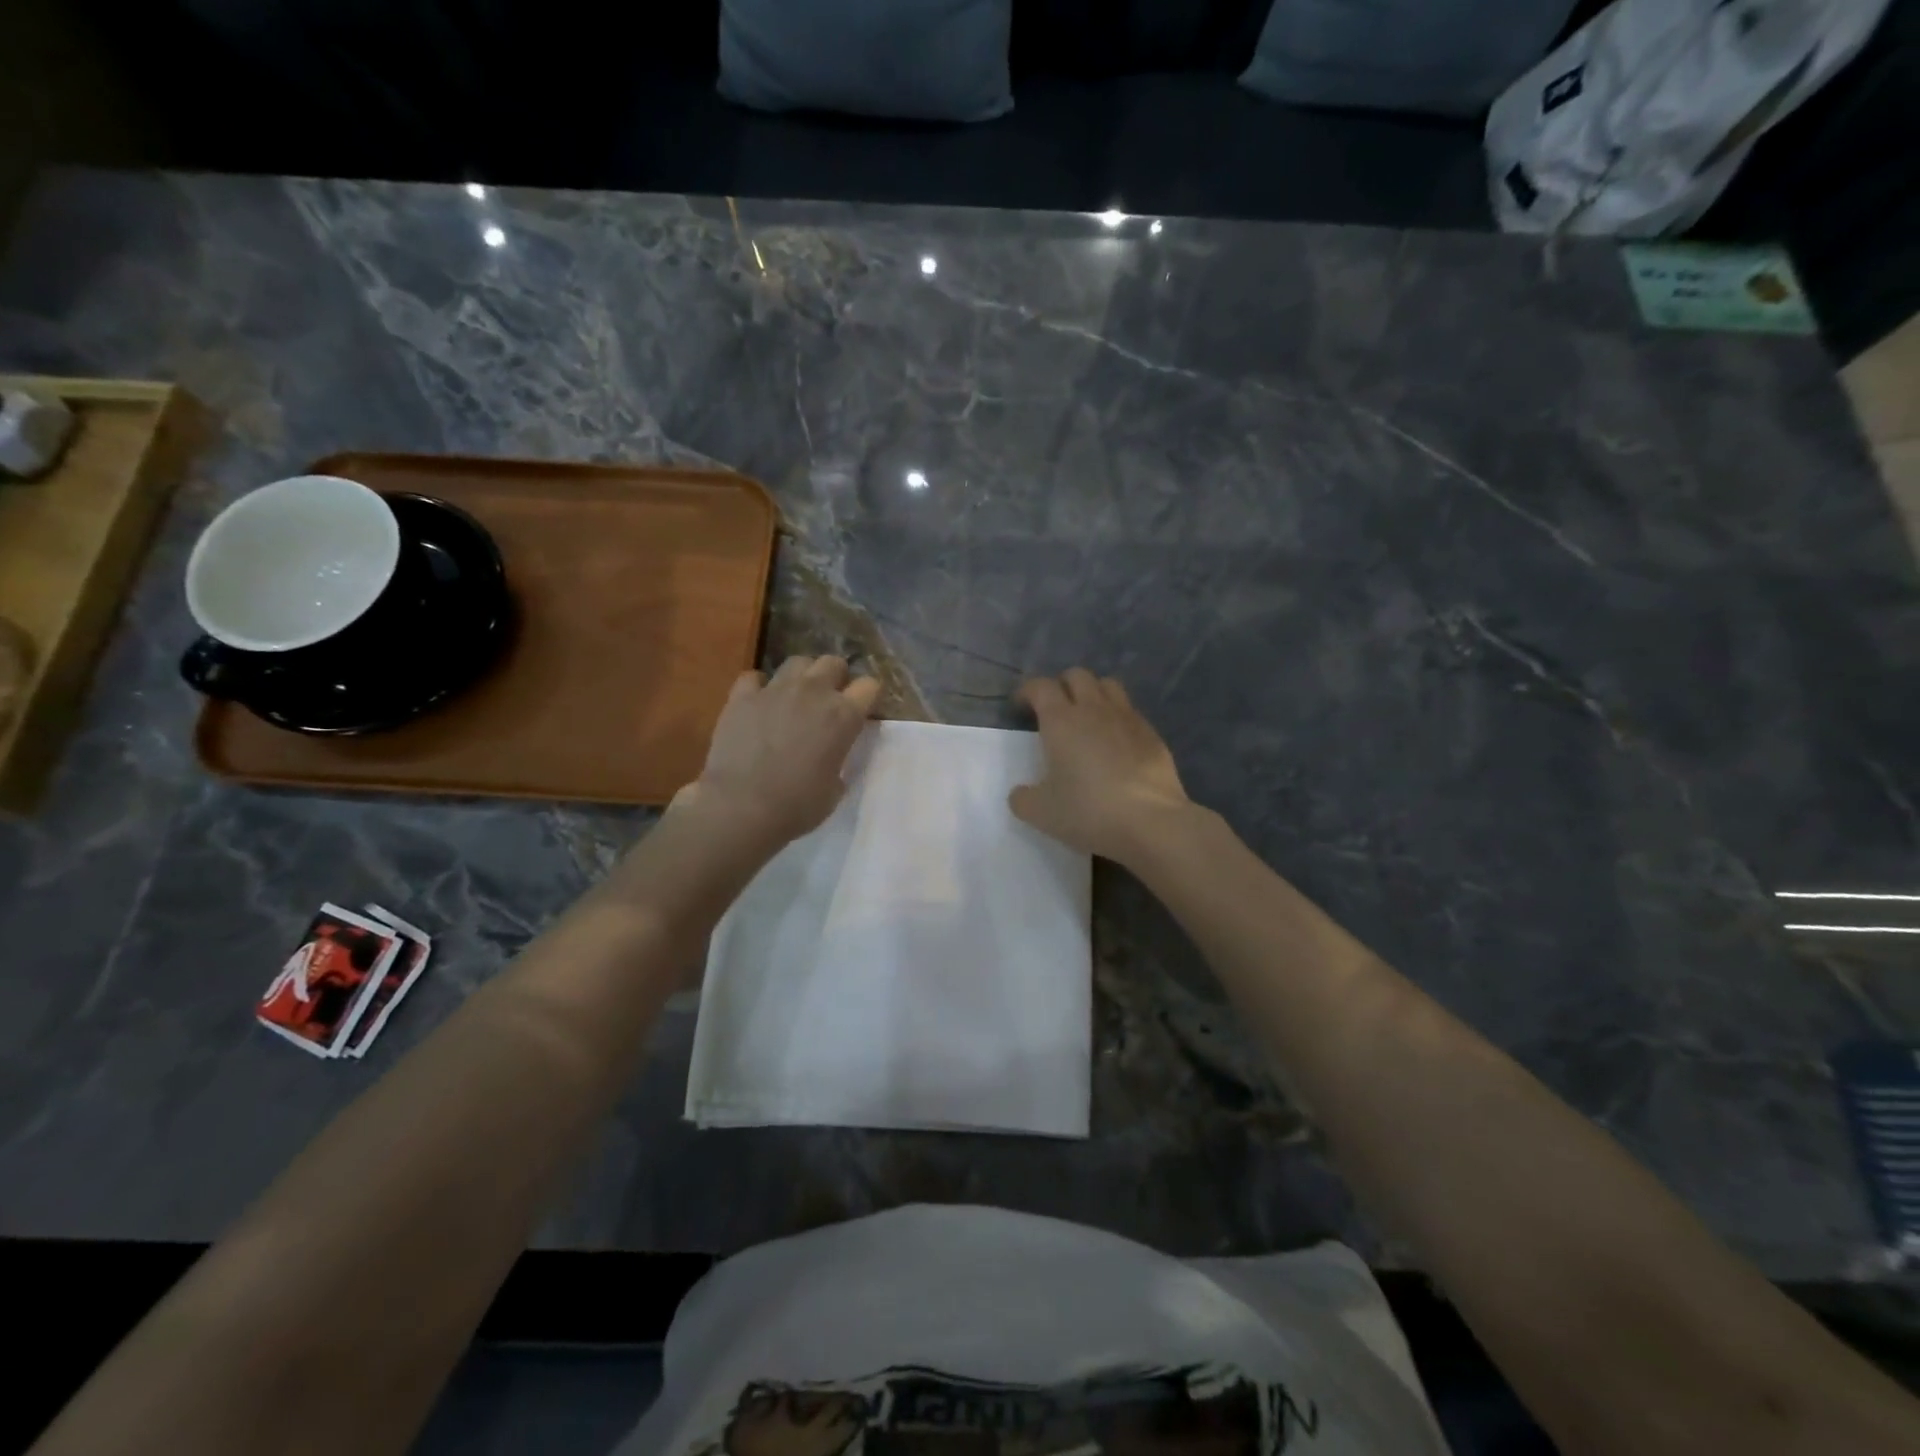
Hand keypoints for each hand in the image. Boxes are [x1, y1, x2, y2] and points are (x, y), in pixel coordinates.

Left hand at [681, 655, 879, 847]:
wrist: (742, 807)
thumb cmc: (798, 806)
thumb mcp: (835, 788)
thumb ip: (839, 761)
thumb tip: (830, 755)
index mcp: (844, 715)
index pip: (869, 686)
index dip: (867, 696)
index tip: (861, 709)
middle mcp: (813, 692)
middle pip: (833, 663)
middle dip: (836, 677)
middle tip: (828, 700)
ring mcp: (775, 690)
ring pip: (797, 662)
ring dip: (802, 676)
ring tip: (795, 696)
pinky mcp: (742, 697)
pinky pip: (754, 678)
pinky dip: (759, 687)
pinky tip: (758, 703)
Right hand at [1009, 668, 1193, 863]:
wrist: (1150, 821)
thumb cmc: (1088, 811)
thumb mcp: (1041, 813)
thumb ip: (1023, 799)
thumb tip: (1020, 793)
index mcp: (1061, 720)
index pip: (1040, 686)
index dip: (1027, 692)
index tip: (1021, 708)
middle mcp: (1094, 709)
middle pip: (1077, 675)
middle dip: (1061, 686)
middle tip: (1054, 710)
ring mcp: (1127, 718)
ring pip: (1108, 685)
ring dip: (1093, 693)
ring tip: (1086, 717)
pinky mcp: (1152, 733)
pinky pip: (1130, 711)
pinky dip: (1117, 717)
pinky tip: (1116, 742)